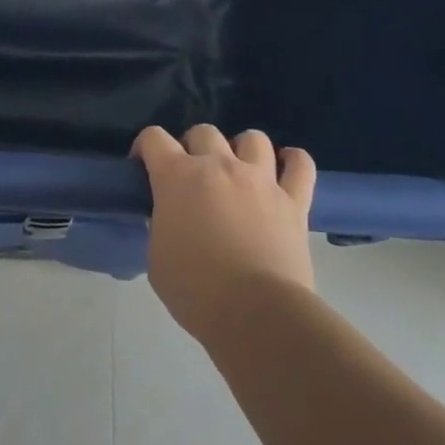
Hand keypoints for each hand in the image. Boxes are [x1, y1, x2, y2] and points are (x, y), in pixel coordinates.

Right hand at [133, 124, 317, 343]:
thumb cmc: (196, 290)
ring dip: (241, 149)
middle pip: (203, 131)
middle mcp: (220, 165)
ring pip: (253, 138)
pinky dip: (293, 161)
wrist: (256, 313)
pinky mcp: (294, 199)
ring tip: (238, 170)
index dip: (144, 148)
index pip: (154, 138)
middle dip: (192, 147)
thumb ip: (162, 225)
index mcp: (178, 177)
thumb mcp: (157, 258)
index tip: (143, 167)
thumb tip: (170, 216)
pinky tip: (285, 167)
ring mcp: (261, 179)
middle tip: (192, 176)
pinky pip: (300, 164)